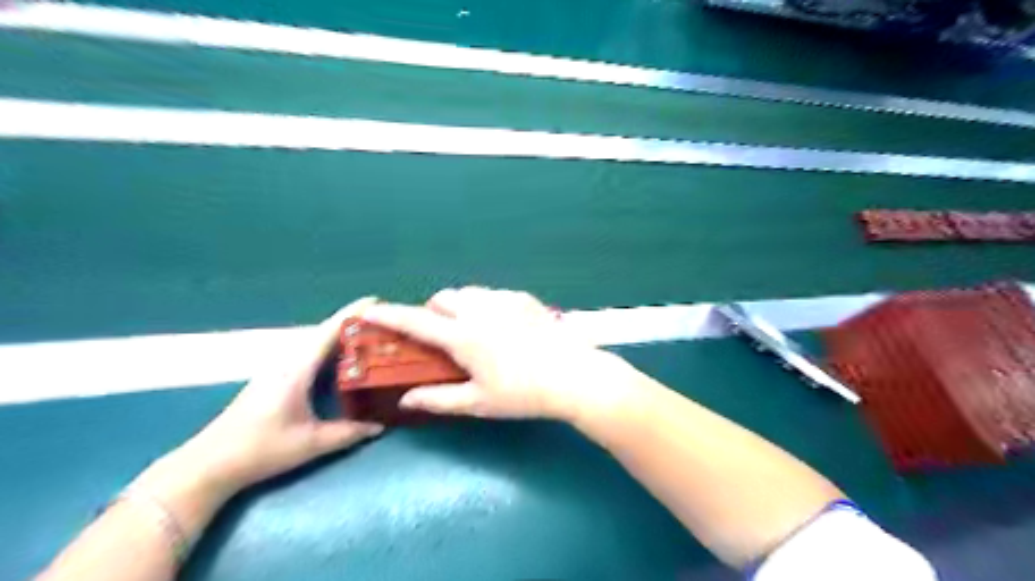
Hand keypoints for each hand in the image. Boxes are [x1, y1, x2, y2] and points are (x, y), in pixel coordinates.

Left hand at [171, 300, 386, 494]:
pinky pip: (308, 354)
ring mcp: (278, 369)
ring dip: (340, 336)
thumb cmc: (260, 449)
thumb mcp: (310, 444)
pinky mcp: (274, 379)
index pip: (329, 332)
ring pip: (315, 343)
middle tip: (383, 322)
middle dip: (352, 323)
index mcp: (296, 369)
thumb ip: (348, 433)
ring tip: (369, 336)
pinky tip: (341, 359)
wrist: (209, 464)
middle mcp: (287, 362)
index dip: (352, 314)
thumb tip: (380, 426)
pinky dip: (329, 349)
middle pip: (324, 333)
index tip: (376, 299)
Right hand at [364, 287, 640, 420]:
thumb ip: (438, 399)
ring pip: (469, 293)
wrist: (574, 376)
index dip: (389, 315)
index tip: (370, 311)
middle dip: (432, 311)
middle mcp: (480, 310)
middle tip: (440, 336)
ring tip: (471, 330)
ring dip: (459, 306)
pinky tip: (501, 326)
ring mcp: (505, 300)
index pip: (416, 321)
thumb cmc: (523, 394)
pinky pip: (494, 294)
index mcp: (463, 336)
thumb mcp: (478, 402)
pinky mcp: (525, 299)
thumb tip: (406, 399)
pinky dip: (485, 305)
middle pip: (443, 298)